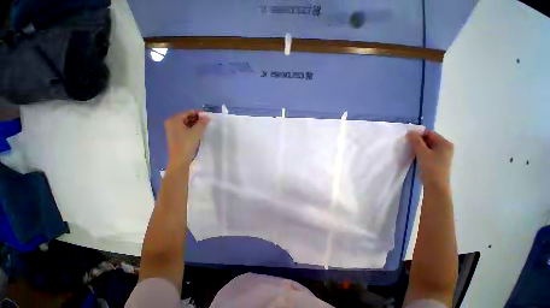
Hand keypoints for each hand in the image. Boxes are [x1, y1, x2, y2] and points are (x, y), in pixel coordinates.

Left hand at [164, 111, 209, 170]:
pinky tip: (198, 132)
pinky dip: (191, 129)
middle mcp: (171, 123)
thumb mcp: (197, 132)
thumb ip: (202, 123)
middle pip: (186, 117)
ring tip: (204, 127)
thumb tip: (207, 117)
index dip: (198, 113)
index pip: (188, 112)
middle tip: (206, 122)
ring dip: (195, 124)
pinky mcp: (175, 136)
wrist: (180, 159)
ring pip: (185, 123)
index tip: (207, 116)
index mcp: (174, 120)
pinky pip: (184, 129)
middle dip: (196, 119)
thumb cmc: (187, 143)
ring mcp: (172, 130)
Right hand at [407, 130, 453, 189]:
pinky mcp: (438, 160)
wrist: (436, 185)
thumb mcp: (422, 153)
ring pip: (428, 146)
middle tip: (407, 143)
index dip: (418, 133)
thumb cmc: (431, 168)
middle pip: (429, 139)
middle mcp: (446, 147)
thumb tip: (410, 132)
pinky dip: (421, 152)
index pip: (429, 133)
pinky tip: (415, 155)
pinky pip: (428, 152)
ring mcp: (442, 154)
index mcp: (445, 143)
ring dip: (419, 146)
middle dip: (418, 140)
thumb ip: (416, 141)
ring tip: (409, 149)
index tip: (406, 137)